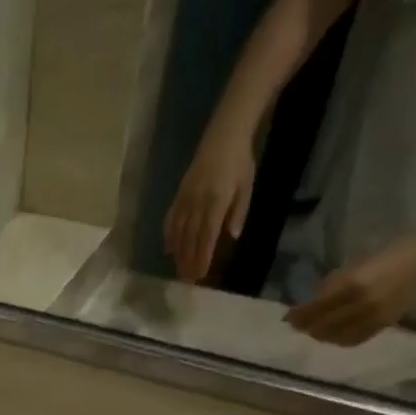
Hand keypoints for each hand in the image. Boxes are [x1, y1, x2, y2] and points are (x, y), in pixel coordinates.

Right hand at [164, 127, 254, 282]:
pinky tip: (168, 249)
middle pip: (191, 238)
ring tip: (178, 270)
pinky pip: (170, 219)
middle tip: (187, 280)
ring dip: (178, 254)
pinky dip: (169, 236)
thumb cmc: (240, 162)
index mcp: (217, 201)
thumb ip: (239, 211)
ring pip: (179, 232)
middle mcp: (197, 203)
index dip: (203, 257)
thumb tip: (232, 236)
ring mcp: (185, 199)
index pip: (207, 236)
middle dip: (189, 260)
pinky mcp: (179, 195)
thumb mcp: (247, 186)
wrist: (224, 135)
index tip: (200, 275)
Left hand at [285, 232, 415, 345]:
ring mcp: (375, 316)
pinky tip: (334, 336)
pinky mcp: (387, 323)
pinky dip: (341, 340)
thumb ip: (336, 283)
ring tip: (313, 332)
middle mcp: (362, 304)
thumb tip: (314, 299)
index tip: (287, 317)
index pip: (317, 307)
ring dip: (322, 336)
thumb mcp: (359, 263)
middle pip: (324, 325)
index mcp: (354, 284)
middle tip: (296, 326)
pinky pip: (357, 338)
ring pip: (339, 336)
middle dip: (307, 327)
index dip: (300, 315)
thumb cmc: (395, 251)